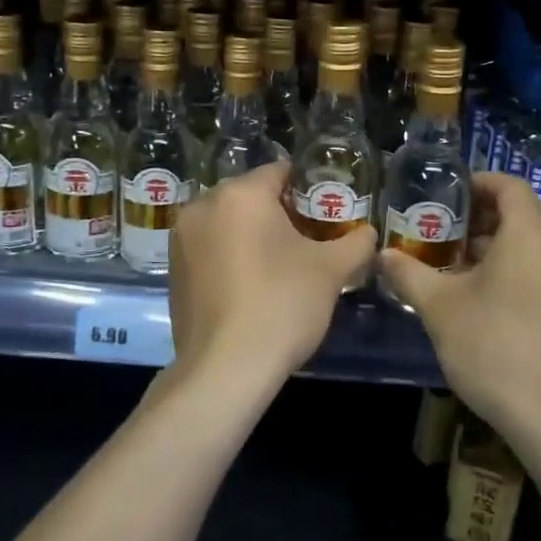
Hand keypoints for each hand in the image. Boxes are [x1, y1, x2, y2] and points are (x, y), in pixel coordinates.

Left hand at [167, 161, 376, 393]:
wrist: (225, 369)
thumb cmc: (281, 305)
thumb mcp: (331, 271)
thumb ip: (356, 242)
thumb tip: (367, 233)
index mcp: (240, 194)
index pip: (281, 171)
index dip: (309, 189)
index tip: (327, 213)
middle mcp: (203, 206)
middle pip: (252, 196)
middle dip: (281, 213)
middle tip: (310, 242)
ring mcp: (182, 238)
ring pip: (228, 222)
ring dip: (254, 234)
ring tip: (282, 266)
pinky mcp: (173, 269)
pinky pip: (210, 247)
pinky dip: (231, 255)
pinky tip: (252, 286)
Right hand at [377, 172, 540, 446]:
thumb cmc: (493, 346)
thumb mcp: (439, 307)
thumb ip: (408, 274)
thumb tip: (383, 255)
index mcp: (530, 235)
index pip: (511, 186)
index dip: (480, 182)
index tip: (450, 193)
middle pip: (527, 211)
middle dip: (489, 213)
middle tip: (452, 226)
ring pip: (539, 240)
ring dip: (503, 240)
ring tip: (462, 259)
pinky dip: (520, 263)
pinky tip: (487, 292)